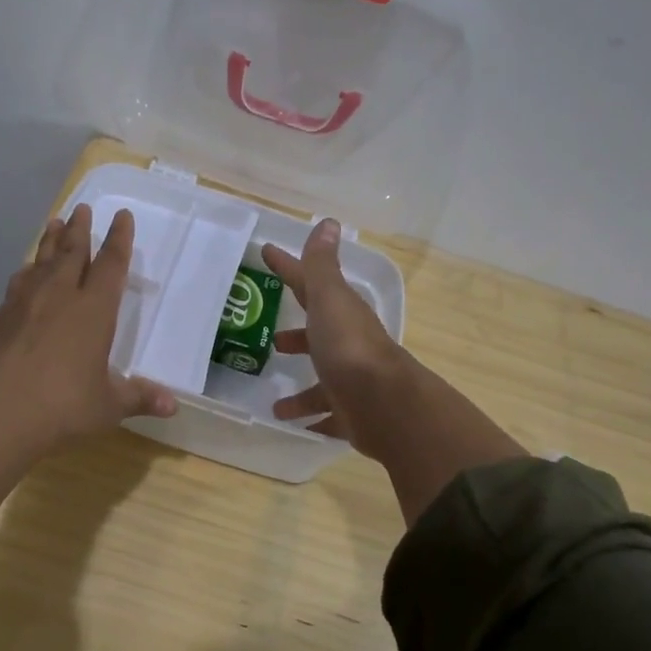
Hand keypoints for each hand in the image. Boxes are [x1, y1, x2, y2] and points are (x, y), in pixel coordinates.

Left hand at [0, 203, 176, 448]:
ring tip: (54, 222)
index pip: (111, 265)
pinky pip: (20, 281)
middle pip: (72, 253)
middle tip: (82, 208)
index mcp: (94, 310)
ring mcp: (26, 303)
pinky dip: (28, 269)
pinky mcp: (1, 317)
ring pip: (43, 261)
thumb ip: (138, 397)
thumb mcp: (108, 405)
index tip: (122, 216)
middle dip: (80, 229)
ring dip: (51, 240)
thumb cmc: (62, 405)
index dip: (119, 239)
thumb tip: (173, 406)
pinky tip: (26, 270)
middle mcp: (61, 296)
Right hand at [260, 218, 410, 459]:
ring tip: (275, 402)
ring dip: (300, 390)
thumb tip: (328, 223)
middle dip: (298, 338)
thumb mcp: (329, 300)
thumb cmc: (348, 347)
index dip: (289, 269)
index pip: (310, 285)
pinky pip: (329, 416)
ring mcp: (353, 382)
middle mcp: (349, 346)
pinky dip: (313, 419)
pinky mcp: (352, 414)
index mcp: (342, 315)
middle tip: (274, 342)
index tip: (267, 254)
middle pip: (320, 338)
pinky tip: (295, 427)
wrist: (383, 404)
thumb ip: (322, 266)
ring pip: (322, 383)